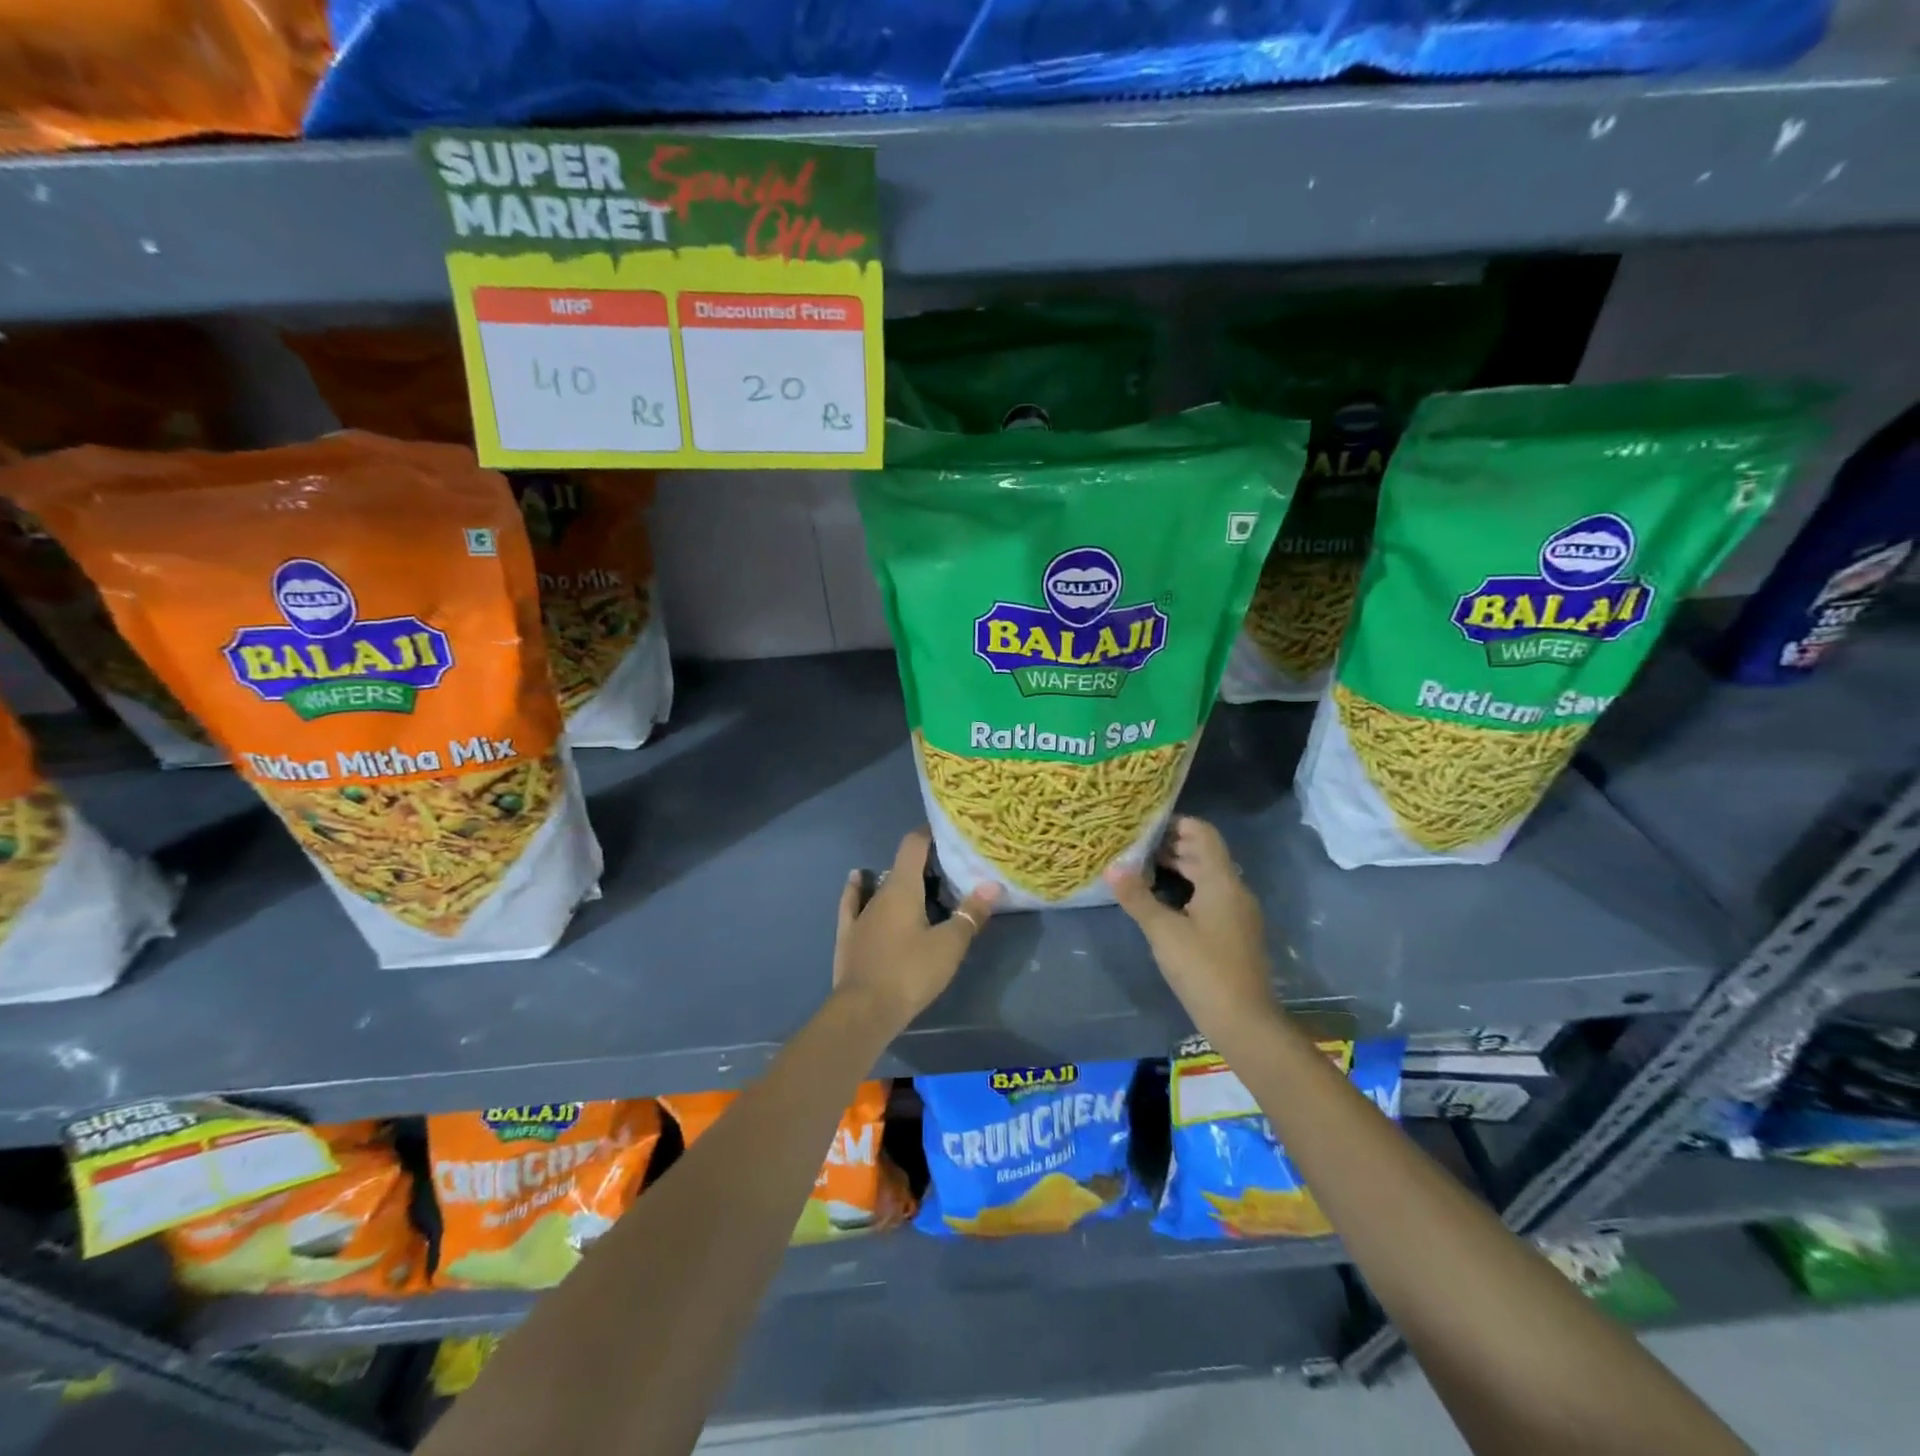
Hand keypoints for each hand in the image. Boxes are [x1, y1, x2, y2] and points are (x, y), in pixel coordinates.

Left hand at [832, 829, 1000, 1037]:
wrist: (863, 1011)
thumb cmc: (909, 972)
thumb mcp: (949, 945)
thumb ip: (970, 914)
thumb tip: (992, 885)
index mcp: (903, 888)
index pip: (914, 844)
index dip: (930, 832)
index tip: (949, 830)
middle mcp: (879, 893)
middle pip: (903, 866)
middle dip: (926, 863)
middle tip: (951, 868)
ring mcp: (861, 914)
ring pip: (883, 886)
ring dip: (901, 881)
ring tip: (923, 883)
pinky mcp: (849, 935)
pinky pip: (854, 903)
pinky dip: (858, 889)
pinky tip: (858, 879)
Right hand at [1105, 815, 1277, 1037]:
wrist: (1244, 1021)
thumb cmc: (1203, 969)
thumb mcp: (1163, 931)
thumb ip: (1137, 897)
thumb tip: (1111, 868)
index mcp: (1221, 881)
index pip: (1203, 833)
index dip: (1176, 823)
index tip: (1144, 824)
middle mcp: (1234, 890)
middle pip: (1204, 853)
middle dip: (1171, 844)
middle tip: (1134, 844)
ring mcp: (1237, 912)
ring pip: (1207, 876)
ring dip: (1178, 867)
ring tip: (1141, 868)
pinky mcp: (1234, 932)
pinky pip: (1210, 896)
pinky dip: (1187, 888)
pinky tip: (1162, 900)